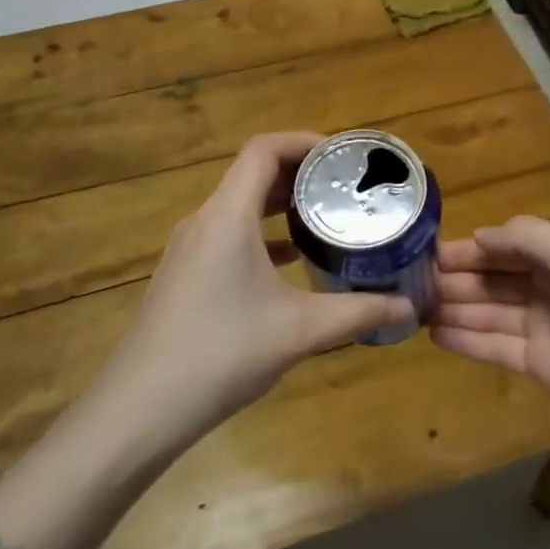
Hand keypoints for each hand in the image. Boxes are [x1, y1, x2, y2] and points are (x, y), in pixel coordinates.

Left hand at [94, 132, 414, 448]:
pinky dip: (262, 234)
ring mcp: (188, 248)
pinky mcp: (184, 274)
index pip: (264, 150)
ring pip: (239, 205)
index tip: (343, 158)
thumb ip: (357, 312)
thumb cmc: (222, 353)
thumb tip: (407, 305)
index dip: (305, 141)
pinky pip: (228, 234)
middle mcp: (204, 220)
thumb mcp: (300, 331)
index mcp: (227, 216)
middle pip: (252, 173)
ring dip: (280, 204)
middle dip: (300, 173)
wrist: (142, 407)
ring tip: (324, 217)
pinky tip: (289, 261)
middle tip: (345, 186)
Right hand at [432, 216, 549, 430]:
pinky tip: (435, 334)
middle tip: (410, 283)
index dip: (468, 249)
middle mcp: (546, 288)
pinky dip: (465, 340)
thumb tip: (480, 235)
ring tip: (413, 308)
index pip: (503, 248)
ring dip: (453, 308)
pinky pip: (494, 347)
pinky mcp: (537, 364)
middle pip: (491, 280)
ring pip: (487, 312)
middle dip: (454, 279)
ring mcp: (540, 327)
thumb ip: (525, 237)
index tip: (427, 252)